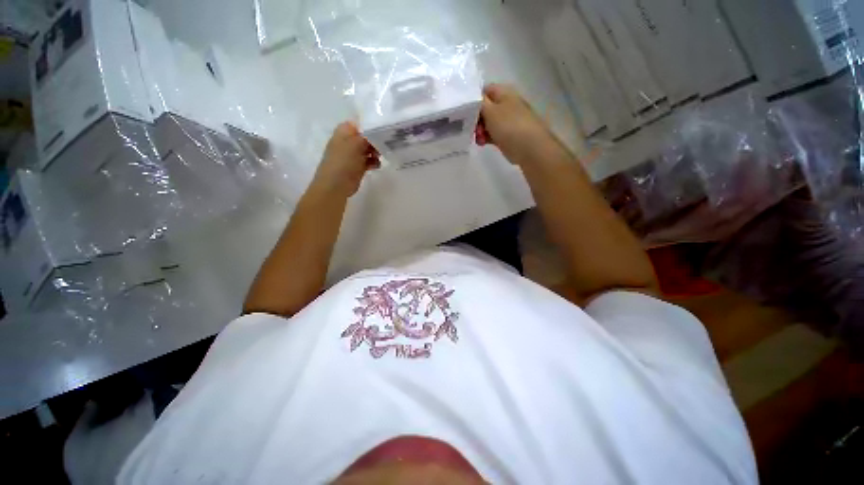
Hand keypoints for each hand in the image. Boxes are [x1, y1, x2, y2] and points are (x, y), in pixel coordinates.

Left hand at [311, 122, 380, 197]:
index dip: (372, 124)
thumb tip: (377, 132)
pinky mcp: (358, 166)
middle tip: (386, 143)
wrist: (336, 184)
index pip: (360, 123)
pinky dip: (374, 162)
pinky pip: (369, 160)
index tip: (384, 128)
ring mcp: (353, 154)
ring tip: (381, 155)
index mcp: (344, 131)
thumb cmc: (343, 161)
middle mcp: (348, 141)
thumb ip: (367, 136)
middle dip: (376, 139)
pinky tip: (377, 165)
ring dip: (376, 151)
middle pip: (366, 136)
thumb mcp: (356, 143)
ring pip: (369, 149)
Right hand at [474, 84, 557, 165]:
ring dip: (479, 130)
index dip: (473, 99)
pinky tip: (482, 143)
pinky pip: (491, 134)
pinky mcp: (506, 135)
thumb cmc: (509, 126)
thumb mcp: (491, 111)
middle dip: (475, 119)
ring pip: (487, 123)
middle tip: (471, 128)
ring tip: (478, 139)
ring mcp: (506, 121)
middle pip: (484, 108)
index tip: (463, 111)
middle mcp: (505, 104)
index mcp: (504, 93)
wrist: (529, 148)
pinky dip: (485, 137)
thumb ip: (479, 103)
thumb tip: (472, 96)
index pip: (484, 90)